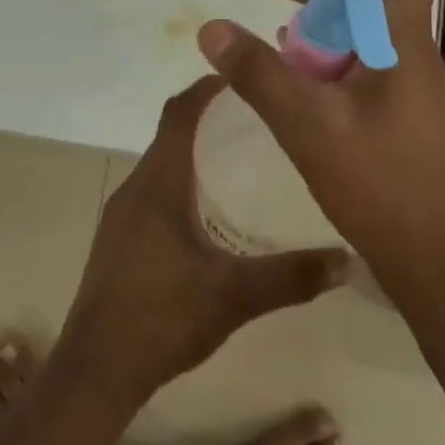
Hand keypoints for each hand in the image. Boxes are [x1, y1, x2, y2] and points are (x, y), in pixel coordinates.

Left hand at [51, 77, 350, 412]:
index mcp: (157, 185)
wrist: (97, 367)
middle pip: (170, 134)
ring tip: (243, 160)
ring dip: (195, 153)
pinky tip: (211, 212)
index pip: (178, 114)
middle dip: (210, 119)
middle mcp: (134, 188)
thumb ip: (291, 276)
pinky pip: (154, 192)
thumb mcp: (234, 295)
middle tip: (259, 119)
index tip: (244, 77)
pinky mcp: (119, 238)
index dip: (207, 88)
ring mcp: (121, 214)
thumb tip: (348, 259)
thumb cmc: (162, 318)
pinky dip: (182, 183)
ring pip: (161, 165)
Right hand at [195, 0, 444, 283]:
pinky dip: (324, 38)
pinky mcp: (392, 104)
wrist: (434, 257)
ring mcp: (403, 77)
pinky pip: (358, 51)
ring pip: (366, 16)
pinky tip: (289, 52)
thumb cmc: (378, 186)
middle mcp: (407, 48)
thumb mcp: (307, 126)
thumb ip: (258, 73)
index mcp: (399, 40)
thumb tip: (210, 28)